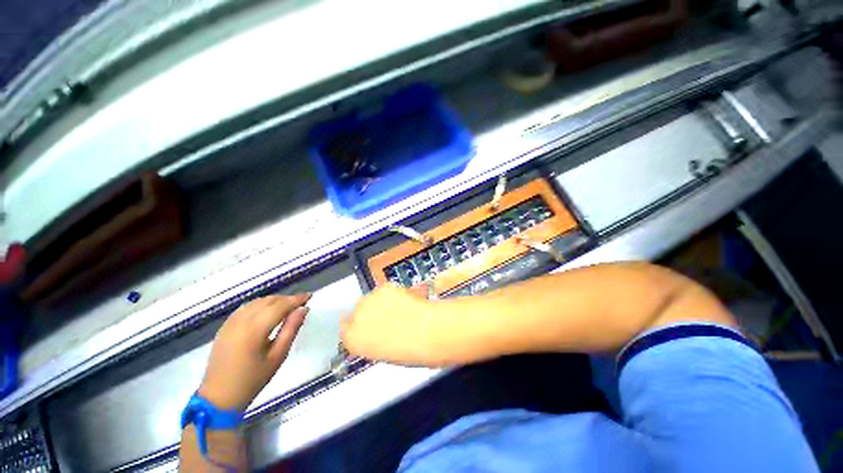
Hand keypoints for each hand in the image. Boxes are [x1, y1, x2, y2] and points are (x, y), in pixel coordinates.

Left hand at [199, 294, 310, 410]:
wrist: (219, 397)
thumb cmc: (253, 380)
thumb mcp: (278, 356)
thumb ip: (291, 329)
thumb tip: (303, 309)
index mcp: (254, 330)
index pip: (280, 306)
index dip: (296, 299)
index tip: (310, 296)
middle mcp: (241, 321)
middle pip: (268, 301)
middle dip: (287, 299)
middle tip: (301, 303)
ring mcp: (230, 323)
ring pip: (257, 302)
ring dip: (274, 300)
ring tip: (288, 307)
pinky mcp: (224, 327)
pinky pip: (246, 308)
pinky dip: (260, 304)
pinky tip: (268, 311)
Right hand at [341, 283, 441, 365]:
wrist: (427, 332)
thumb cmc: (409, 351)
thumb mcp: (383, 353)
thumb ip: (372, 341)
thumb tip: (374, 334)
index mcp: (353, 340)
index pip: (345, 328)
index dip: (357, 325)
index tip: (366, 324)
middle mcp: (357, 318)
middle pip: (358, 309)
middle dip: (369, 311)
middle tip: (386, 316)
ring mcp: (370, 299)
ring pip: (371, 297)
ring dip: (380, 301)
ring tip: (398, 309)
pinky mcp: (384, 287)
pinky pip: (384, 289)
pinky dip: (392, 293)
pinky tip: (403, 300)